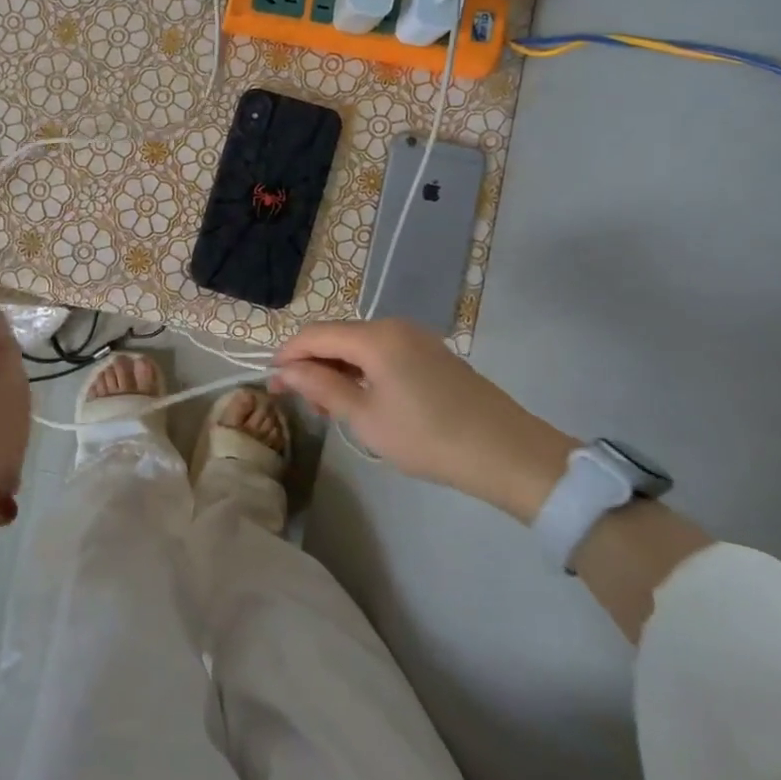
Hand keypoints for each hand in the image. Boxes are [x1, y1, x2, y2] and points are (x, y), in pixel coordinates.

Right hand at [270, 318, 574, 523]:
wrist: (508, 453)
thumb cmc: (428, 437)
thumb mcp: (365, 418)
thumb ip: (321, 387)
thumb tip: (285, 371)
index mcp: (375, 337)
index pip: (314, 334)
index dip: (288, 355)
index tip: (271, 384)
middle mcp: (394, 326)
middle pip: (337, 336)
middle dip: (312, 364)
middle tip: (300, 402)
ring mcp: (417, 338)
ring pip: (359, 345)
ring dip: (337, 369)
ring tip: (329, 407)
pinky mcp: (432, 354)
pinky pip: (383, 353)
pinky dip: (363, 371)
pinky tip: (362, 399)